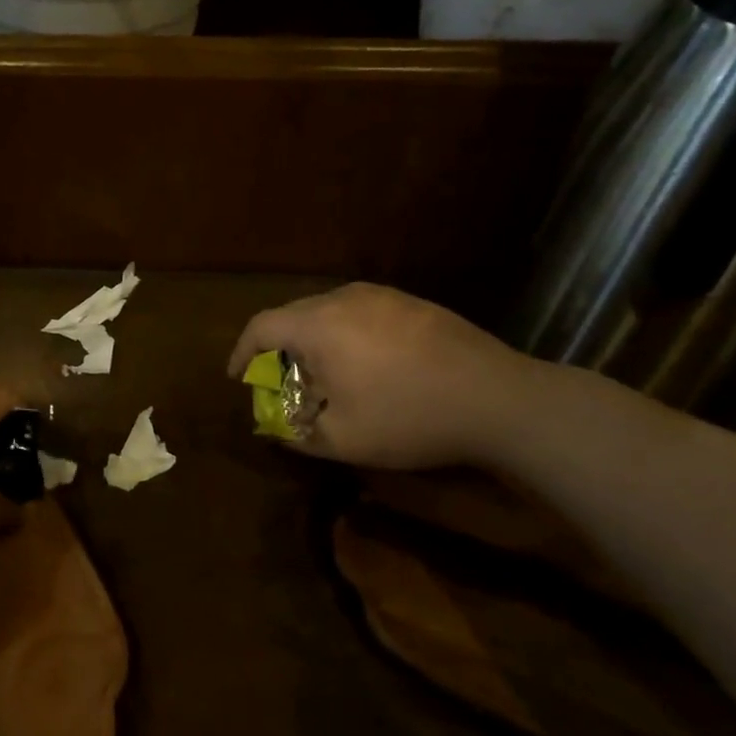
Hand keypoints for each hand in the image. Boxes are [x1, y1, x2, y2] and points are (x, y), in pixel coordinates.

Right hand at [227, 283, 533, 470]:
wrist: (497, 398)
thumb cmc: (409, 417)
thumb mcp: (343, 440)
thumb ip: (297, 433)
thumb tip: (276, 428)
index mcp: (318, 325)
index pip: (261, 326)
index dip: (242, 351)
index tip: (238, 376)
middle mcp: (343, 298)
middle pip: (292, 314)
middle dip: (277, 346)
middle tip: (280, 379)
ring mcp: (381, 295)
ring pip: (327, 310)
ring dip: (313, 338)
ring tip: (323, 371)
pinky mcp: (411, 302)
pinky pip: (360, 311)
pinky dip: (345, 333)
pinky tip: (367, 362)